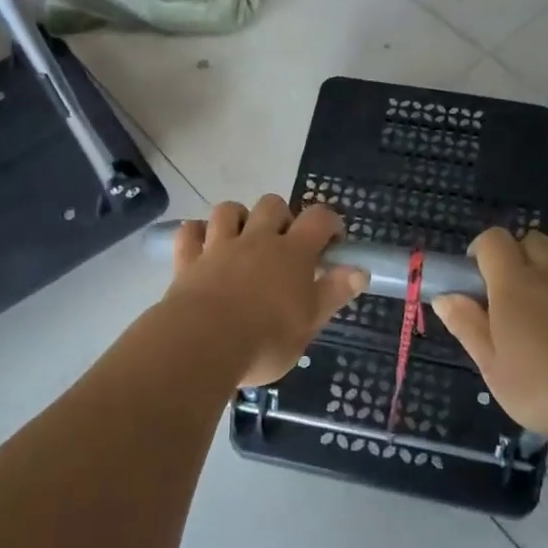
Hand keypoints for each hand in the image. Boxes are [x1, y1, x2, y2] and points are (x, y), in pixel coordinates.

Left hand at [164, 196, 366, 386]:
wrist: (203, 343)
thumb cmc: (265, 339)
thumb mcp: (309, 323)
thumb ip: (333, 293)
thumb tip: (360, 271)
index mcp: (292, 253)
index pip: (318, 219)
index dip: (329, 221)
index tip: (334, 239)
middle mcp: (257, 239)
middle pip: (272, 204)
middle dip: (281, 216)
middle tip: (285, 244)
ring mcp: (219, 246)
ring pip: (228, 210)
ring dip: (238, 217)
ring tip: (242, 239)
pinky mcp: (188, 260)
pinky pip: (189, 232)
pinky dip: (196, 233)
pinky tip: (201, 245)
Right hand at [433, 229, 547, 441]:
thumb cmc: (544, 387)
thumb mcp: (492, 367)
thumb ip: (467, 326)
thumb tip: (445, 296)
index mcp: (513, 284)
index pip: (494, 240)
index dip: (482, 249)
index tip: (478, 277)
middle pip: (532, 239)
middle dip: (519, 255)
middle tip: (514, 291)